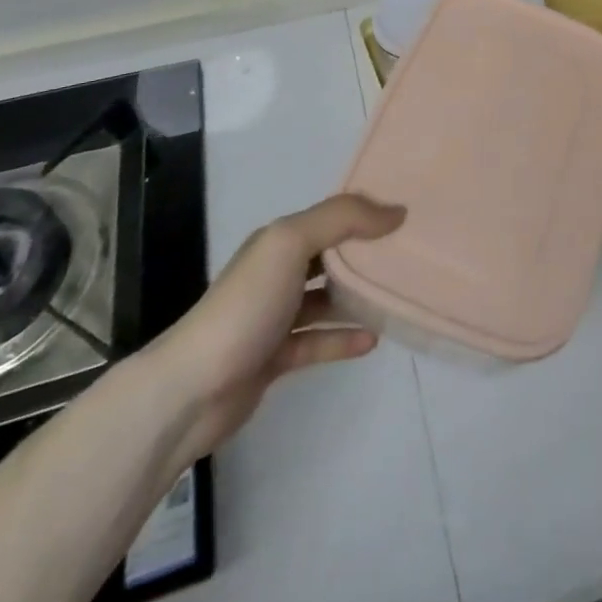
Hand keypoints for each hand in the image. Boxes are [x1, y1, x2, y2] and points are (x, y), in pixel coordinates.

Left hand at [145, 193, 405, 462]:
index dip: (365, 212)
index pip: (330, 216)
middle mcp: (276, 272)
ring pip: (325, 298)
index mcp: (278, 241)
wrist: (191, 389)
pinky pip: (317, 340)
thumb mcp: (291, 243)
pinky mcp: (274, 357)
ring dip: (357, 297)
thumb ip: (342, 219)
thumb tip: (396, 212)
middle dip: (365, 253)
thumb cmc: (245, 306)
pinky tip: (372, 340)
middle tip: (410, 254)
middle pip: (329, 255)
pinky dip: (343, 338)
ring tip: (396, 296)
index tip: (407, 214)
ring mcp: (274, 317)